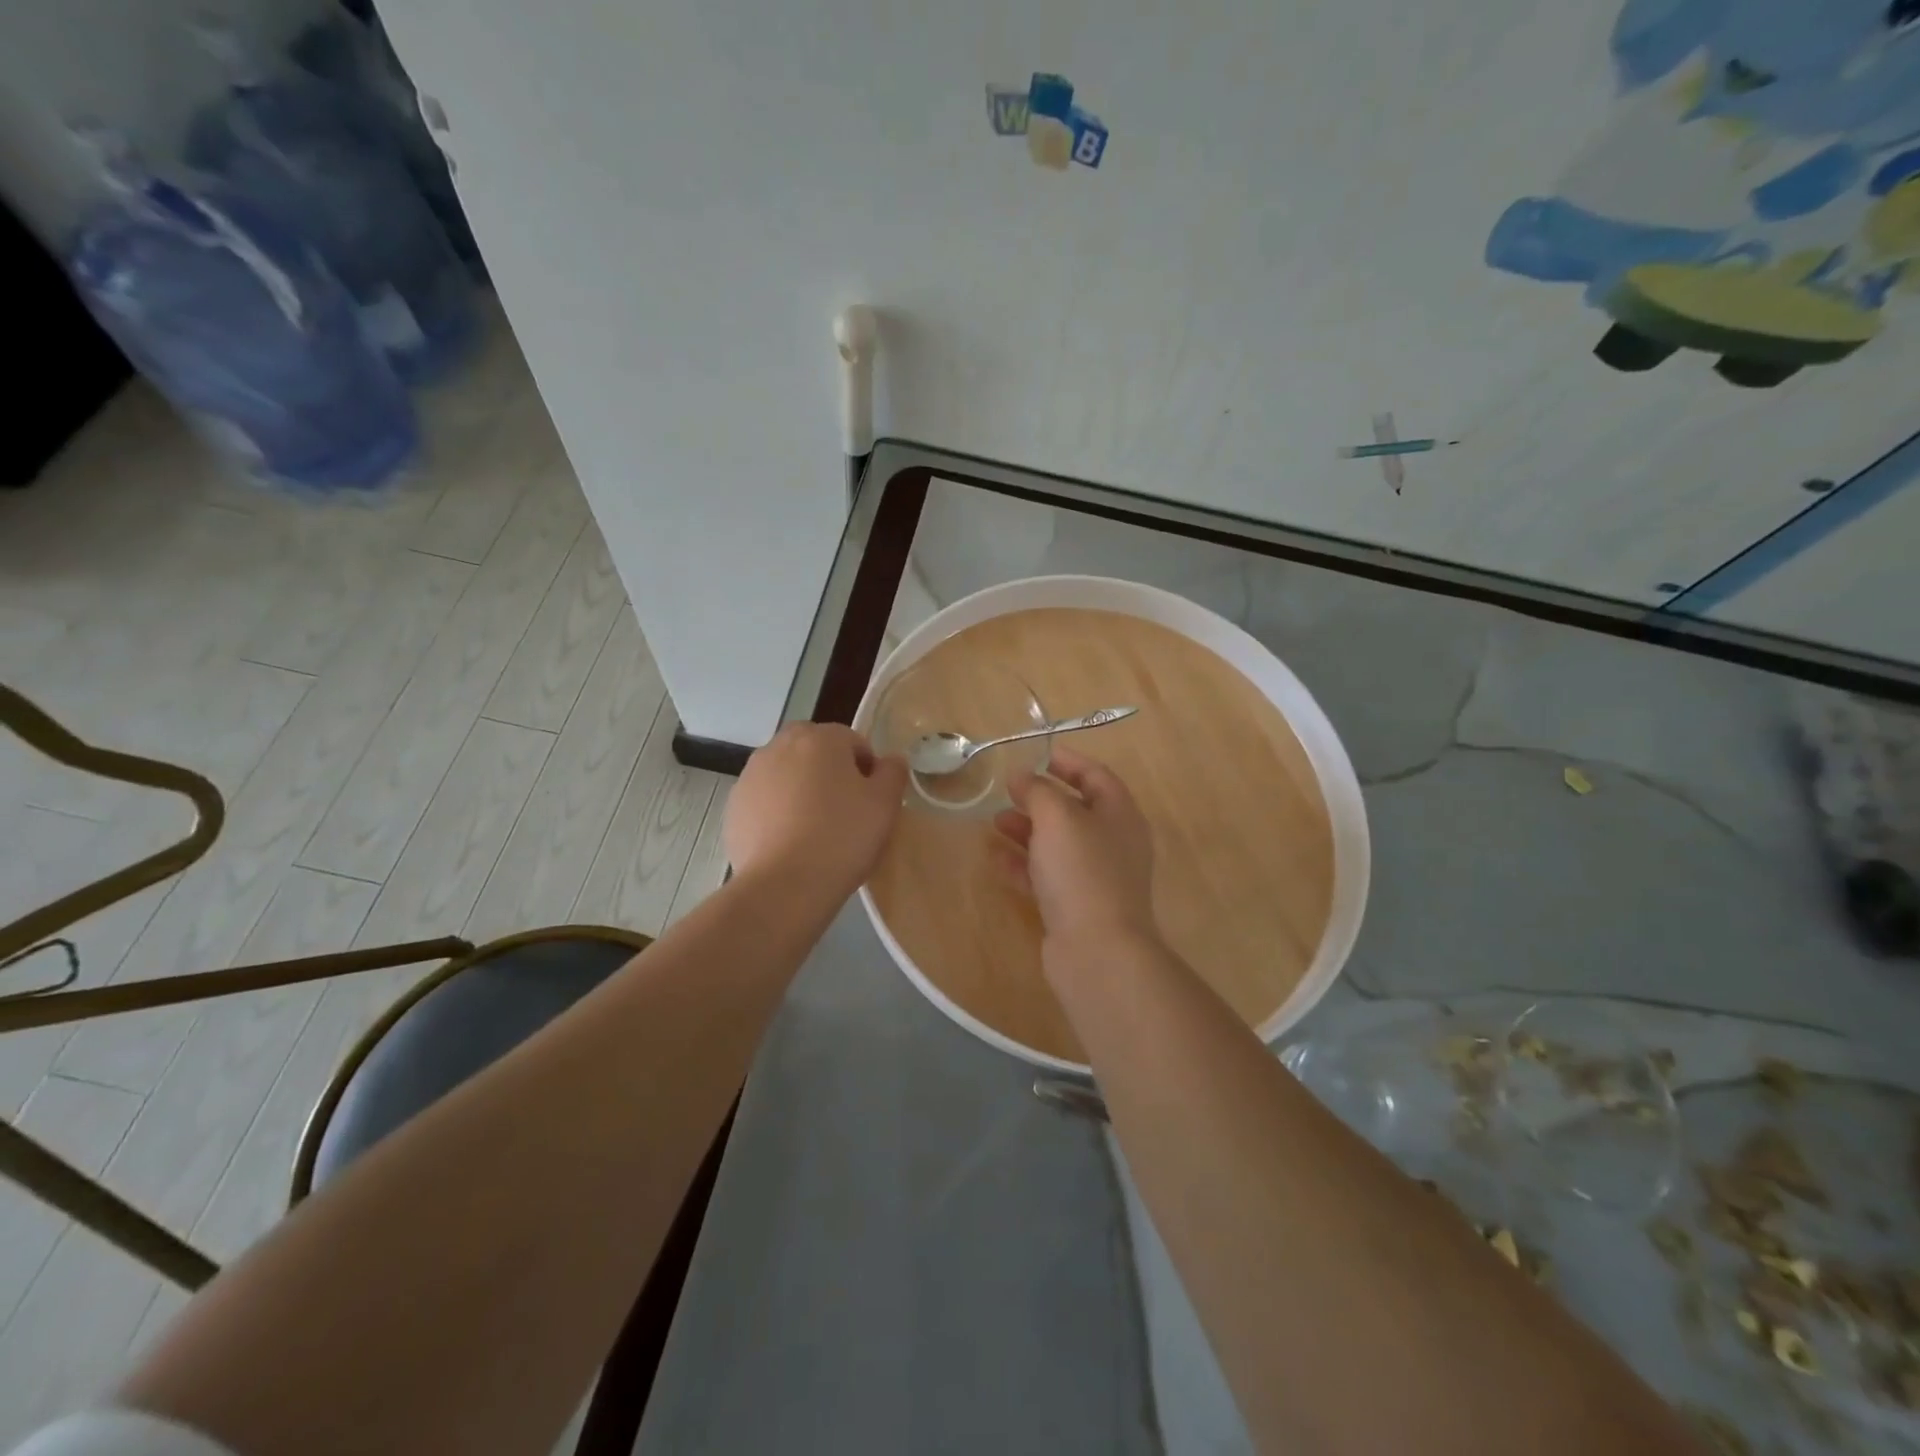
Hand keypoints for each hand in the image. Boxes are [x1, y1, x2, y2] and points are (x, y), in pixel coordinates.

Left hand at [725, 722, 907, 900]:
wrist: (784, 885)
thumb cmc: (842, 837)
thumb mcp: (885, 804)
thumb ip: (892, 772)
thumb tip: (890, 760)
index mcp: (820, 738)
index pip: (853, 741)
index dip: (867, 770)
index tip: (871, 801)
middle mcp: (780, 746)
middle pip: (813, 750)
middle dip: (828, 771)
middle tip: (843, 810)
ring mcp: (751, 776)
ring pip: (786, 773)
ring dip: (800, 789)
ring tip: (814, 829)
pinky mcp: (733, 807)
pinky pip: (765, 800)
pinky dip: (777, 812)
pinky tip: (789, 842)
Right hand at [992, 748, 1160, 961]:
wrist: (1097, 950)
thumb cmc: (1082, 871)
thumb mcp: (1057, 818)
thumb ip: (1037, 790)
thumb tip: (1021, 776)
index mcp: (1120, 814)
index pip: (1096, 776)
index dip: (1067, 761)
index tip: (1035, 753)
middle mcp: (1112, 843)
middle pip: (1075, 811)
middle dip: (1039, 799)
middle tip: (1007, 791)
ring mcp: (1095, 877)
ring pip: (1058, 844)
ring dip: (1027, 831)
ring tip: (993, 822)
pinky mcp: (1076, 906)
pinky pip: (1047, 876)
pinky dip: (1022, 864)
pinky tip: (995, 858)